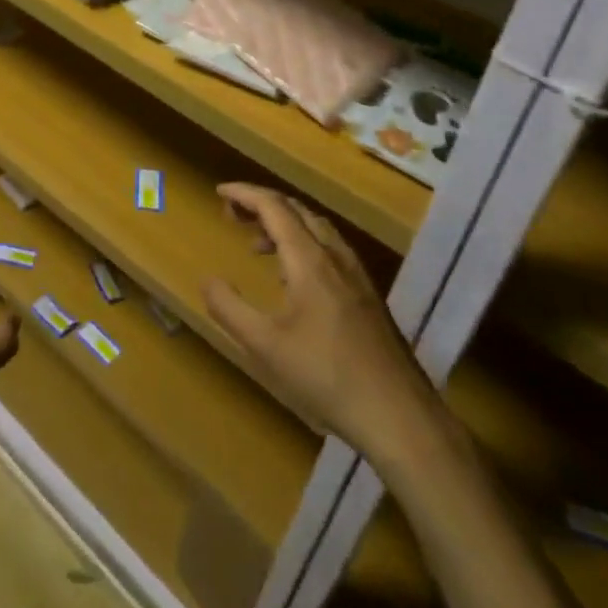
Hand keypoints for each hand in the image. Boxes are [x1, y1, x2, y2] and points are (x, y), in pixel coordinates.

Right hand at [203, 184, 433, 452]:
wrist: (399, 416)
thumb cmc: (326, 377)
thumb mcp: (264, 346)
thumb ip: (229, 308)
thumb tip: (207, 280)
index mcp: (309, 260)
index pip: (274, 207)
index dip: (244, 194)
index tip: (219, 191)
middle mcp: (335, 256)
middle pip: (296, 210)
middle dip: (261, 204)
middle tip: (232, 215)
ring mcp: (357, 275)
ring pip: (317, 228)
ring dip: (283, 224)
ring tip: (257, 244)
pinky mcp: (368, 296)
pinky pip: (330, 249)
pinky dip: (303, 244)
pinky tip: (294, 279)